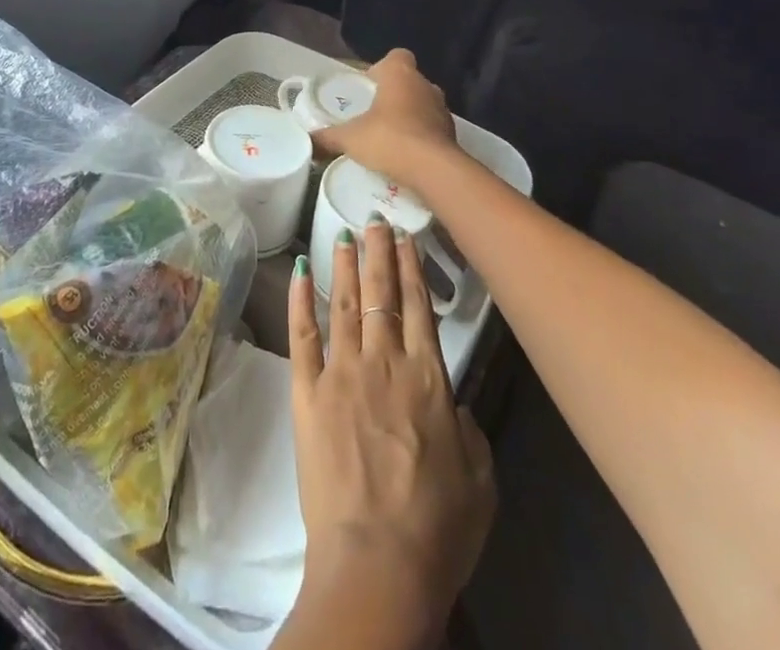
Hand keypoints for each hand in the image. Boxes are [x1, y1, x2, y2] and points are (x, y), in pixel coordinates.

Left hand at [284, 216, 495, 640]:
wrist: (377, 564)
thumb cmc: (438, 527)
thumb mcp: (480, 478)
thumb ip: (466, 426)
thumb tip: (451, 400)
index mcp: (428, 377)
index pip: (419, 306)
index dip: (411, 266)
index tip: (404, 234)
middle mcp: (383, 361)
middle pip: (380, 293)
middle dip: (377, 251)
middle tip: (373, 216)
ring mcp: (341, 372)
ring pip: (342, 303)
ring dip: (342, 264)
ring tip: (342, 232)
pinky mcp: (307, 392)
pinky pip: (303, 335)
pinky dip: (300, 300)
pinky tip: (299, 271)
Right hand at [312, 48, 463, 193]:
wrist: (434, 171)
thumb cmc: (389, 140)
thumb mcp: (350, 138)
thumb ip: (328, 137)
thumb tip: (309, 140)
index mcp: (400, 74)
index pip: (396, 56)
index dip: (382, 68)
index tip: (369, 86)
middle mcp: (425, 85)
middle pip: (409, 81)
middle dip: (393, 94)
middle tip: (373, 113)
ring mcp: (443, 109)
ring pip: (423, 104)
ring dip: (410, 115)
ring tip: (389, 136)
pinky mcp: (452, 134)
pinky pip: (432, 128)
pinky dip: (421, 136)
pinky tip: (406, 154)